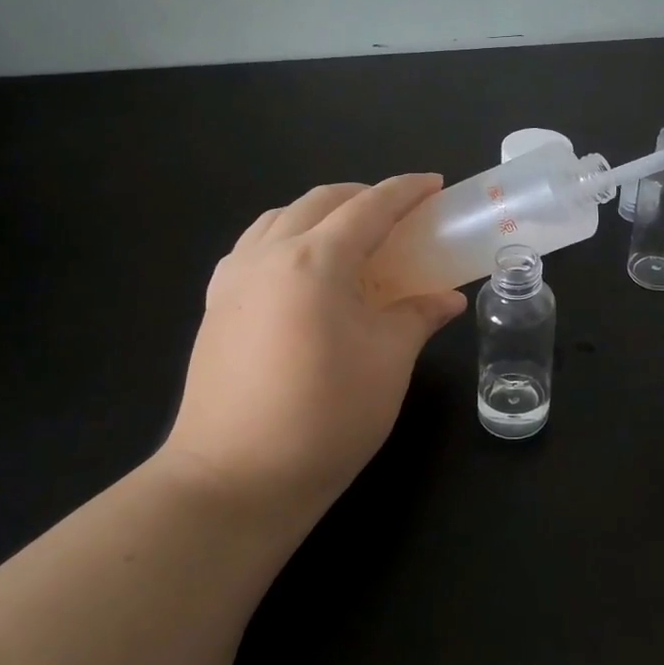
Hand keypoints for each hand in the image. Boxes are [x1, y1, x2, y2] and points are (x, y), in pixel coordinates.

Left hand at [160, 177, 466, 531]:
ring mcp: (234, 278)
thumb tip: (447, 299)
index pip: (369, 207)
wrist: (235, 481)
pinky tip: (303, 268)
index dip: (406, 191)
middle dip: (364, 195)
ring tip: (352, 236)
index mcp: (315, 260)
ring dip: (322, 212)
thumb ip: (418, 316)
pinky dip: (287, 237)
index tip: (435, 184)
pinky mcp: (216, 305)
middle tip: (400, 213)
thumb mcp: (389, 361)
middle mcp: (268, 254)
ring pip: (281, 218)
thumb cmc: (325, 417)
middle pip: (321, 201)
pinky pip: (254, 246)